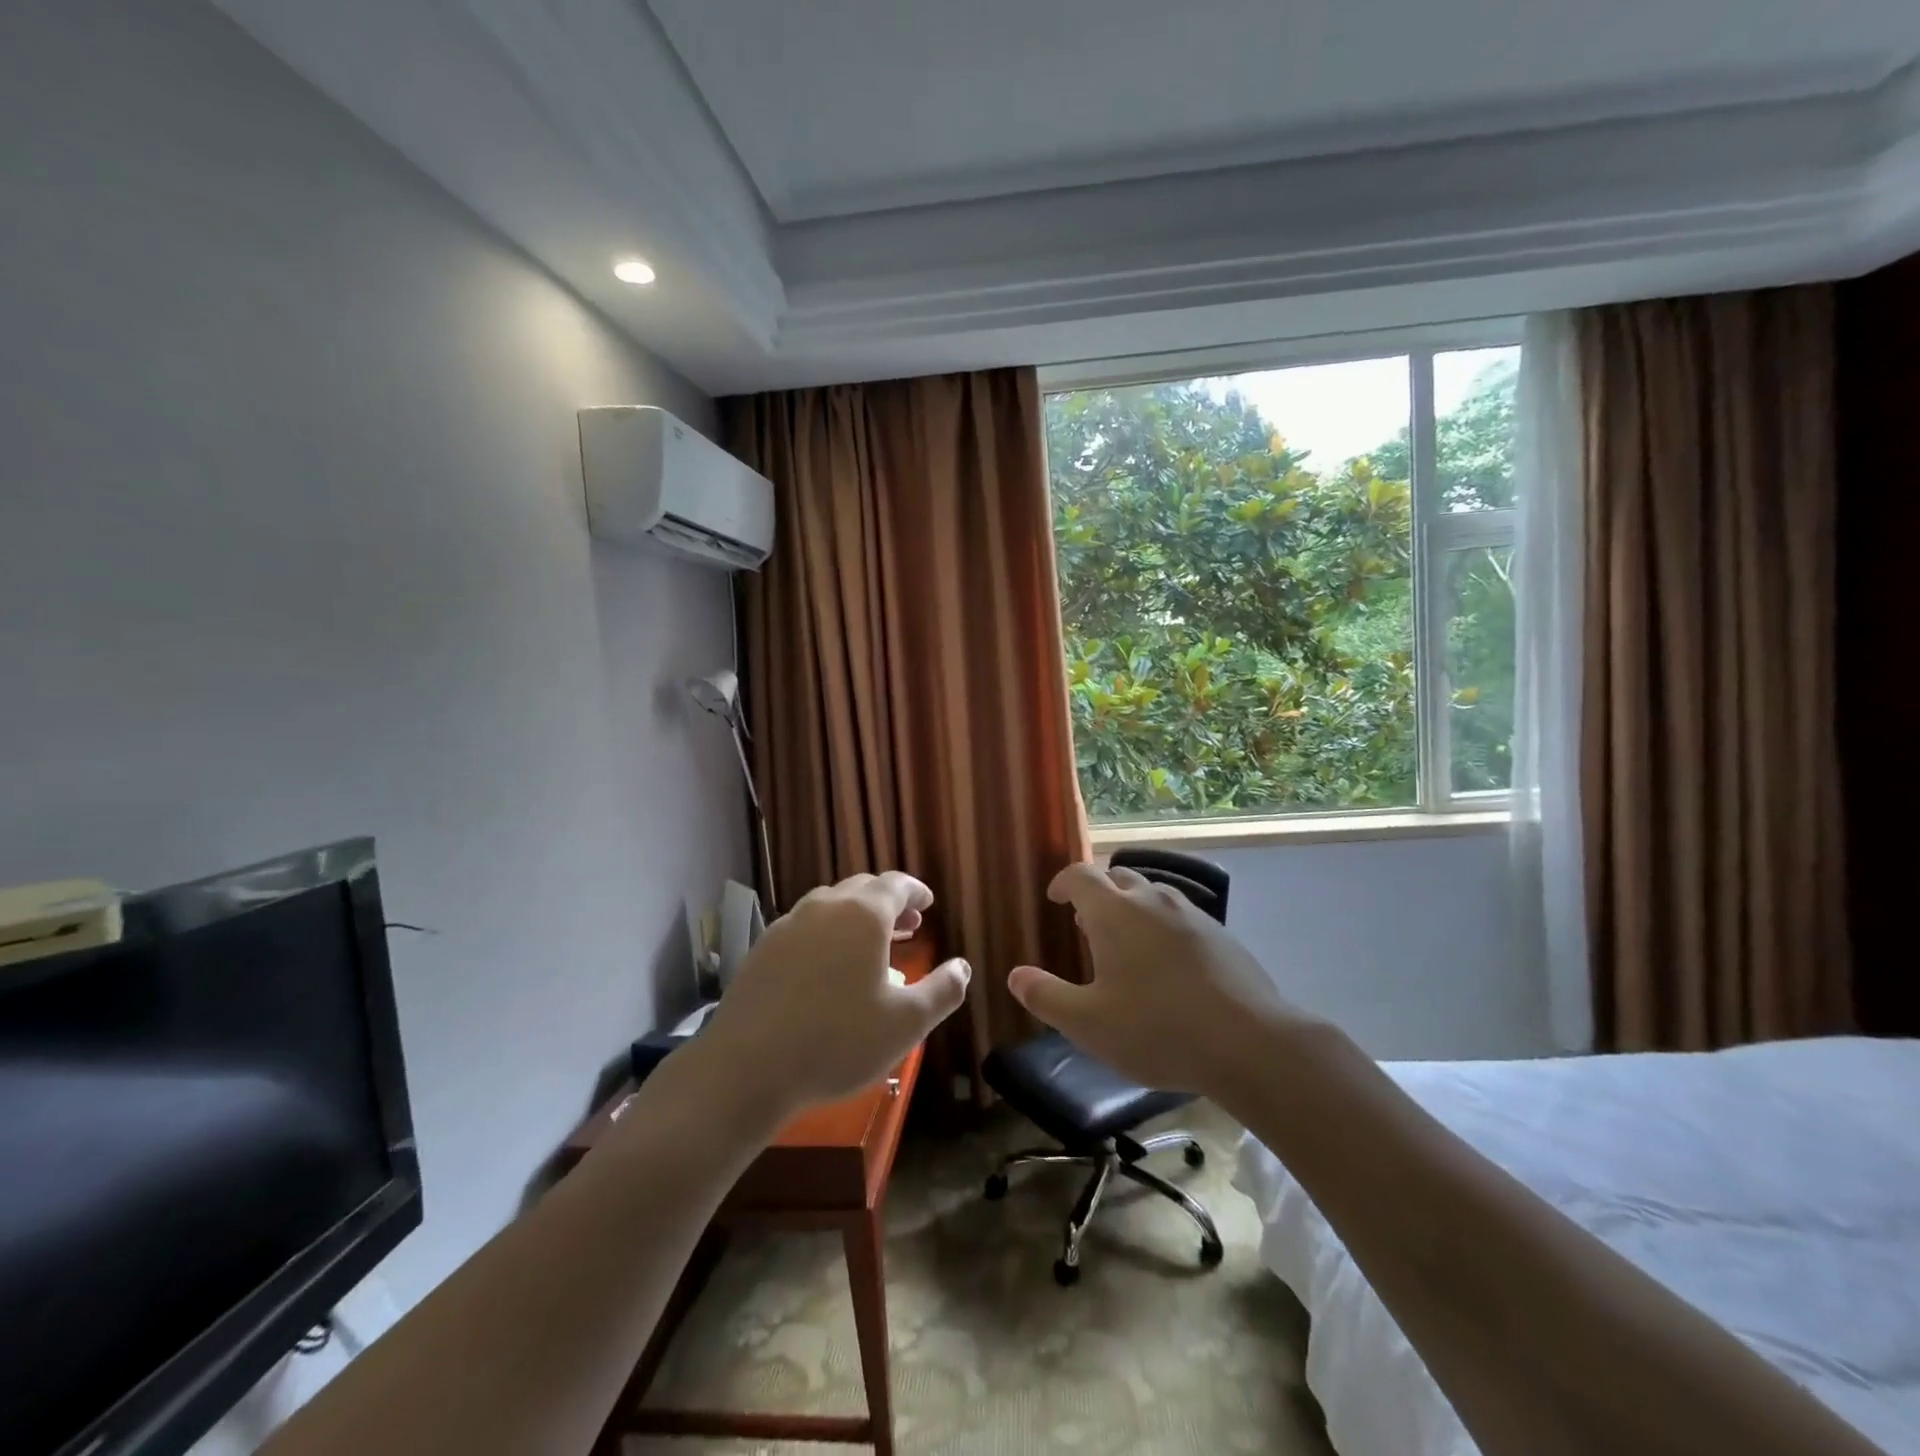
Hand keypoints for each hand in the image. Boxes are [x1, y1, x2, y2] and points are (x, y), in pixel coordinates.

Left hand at [697, 872, 970, 1122]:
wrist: (747, 1068)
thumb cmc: (838, 1041)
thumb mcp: (906, 1024)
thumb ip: (943, 991)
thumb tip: (963, 967)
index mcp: (864, 915)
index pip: (896, 884)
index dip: (916, 891)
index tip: (928, 902)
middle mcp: (825, 907)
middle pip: (863, 889)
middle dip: (889, 902)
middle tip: (908, 925)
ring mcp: (789, 925)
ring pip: (831, 905)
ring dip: (856, 916)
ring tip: (870, 945)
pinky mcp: (763, 948)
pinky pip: (805, 927)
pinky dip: (826, 933)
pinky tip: (827, 966)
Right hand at [1007, 863, 1311, 1097]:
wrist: (1250, 1043)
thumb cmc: (1157, 1030)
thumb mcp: (1089, 1024)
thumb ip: (1047, 997)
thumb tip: (1015, 976)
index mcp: (1114, 912)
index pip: (1080, 875)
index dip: (1063, 882)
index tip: (1055, 898)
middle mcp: (1152, 900)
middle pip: (1118, 877)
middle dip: (1097, 892)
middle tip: (1085, 922)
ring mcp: (1192, 914)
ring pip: (1152, 894)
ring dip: (1131, 907)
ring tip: (1125, 942)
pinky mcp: (1221, 935)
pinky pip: (1180, 916)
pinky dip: (1162, 926)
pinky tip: (1167, 966)